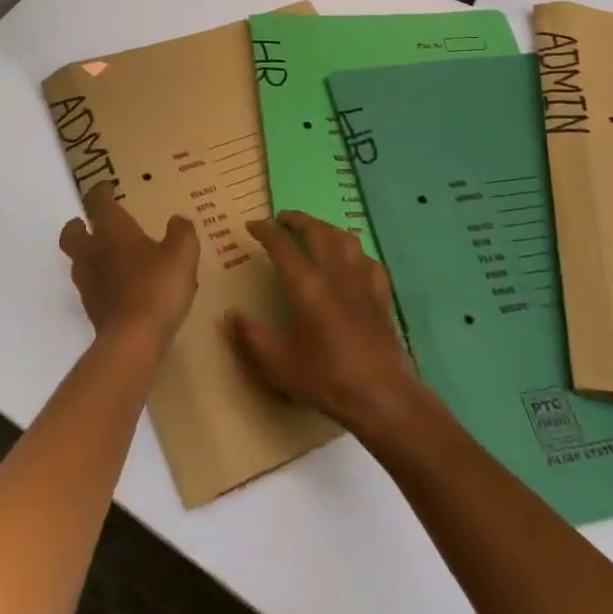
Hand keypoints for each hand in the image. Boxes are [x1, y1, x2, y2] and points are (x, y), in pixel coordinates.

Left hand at [58, 181, 199, 348]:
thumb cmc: (157, 286)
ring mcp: (88, 284)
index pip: (98, 202)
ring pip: (80, 261)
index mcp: (111, 230)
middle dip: (79, 225)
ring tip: (113, 256)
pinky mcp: (93, 311)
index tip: (106, 187)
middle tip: (92, 223)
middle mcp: (93, 252)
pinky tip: (124, 287)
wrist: (133, 341)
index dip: (101, 192)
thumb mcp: (182, 253)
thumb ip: (181, 232)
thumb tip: (177, 220)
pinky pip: (93, 287)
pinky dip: (102, 281)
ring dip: (90, 255)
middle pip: (72, 233)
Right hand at [228, 212, 426, 436]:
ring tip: (316, 231)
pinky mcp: (381, 294)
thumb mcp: (278, 364)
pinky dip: (355, 252)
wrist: (380, 394)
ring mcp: (362, 280)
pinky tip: (352, 261)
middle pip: (316, 230)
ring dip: (326, 228)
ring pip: (345, 238)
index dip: (265, 230)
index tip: (253, 226)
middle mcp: (334, 272)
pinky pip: (368, 260)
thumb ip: (251, 336)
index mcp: (306, 285)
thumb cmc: (325, 378)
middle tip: (283, 218)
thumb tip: (231, 314)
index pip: (282, 244)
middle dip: (297, 220)